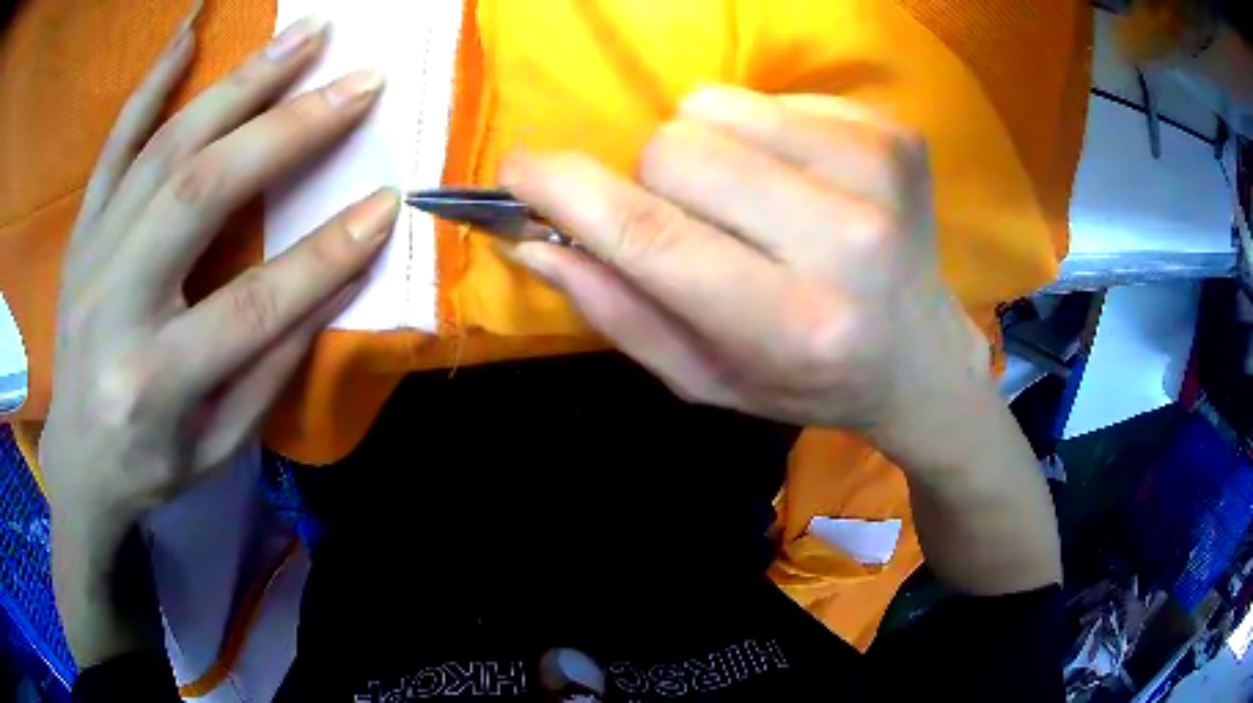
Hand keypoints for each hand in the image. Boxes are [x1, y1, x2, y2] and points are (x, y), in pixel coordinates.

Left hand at [41, 16, 397, 664]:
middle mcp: (115, 306)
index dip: (324, 255)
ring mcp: (91, 257)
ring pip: (164, 151)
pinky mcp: (81, 233)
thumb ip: (269, 367)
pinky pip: (113, 147)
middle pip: (201, 194)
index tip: (387, 204)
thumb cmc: (151, 465)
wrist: (77, 463)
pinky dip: (150, 85)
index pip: (252, 306)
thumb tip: (334, 283)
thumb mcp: (218, 445)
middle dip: (287, 129)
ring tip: (302, 35)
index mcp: (155, 381)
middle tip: (358, 80)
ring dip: (239, 84)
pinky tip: (188, 35)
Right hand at [503, 86, 986, 464]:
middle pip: (675, 149)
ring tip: (757, 200)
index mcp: (791, 323)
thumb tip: (533, 241)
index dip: (566, 191)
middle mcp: (845, 241)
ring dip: (710, 149)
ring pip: (714, 107)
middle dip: (656, 180)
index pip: (650, 234)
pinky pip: (772, 96)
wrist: (919, 354)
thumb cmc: (806, 378)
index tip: (517, 169)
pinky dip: (764, 132)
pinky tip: (803, 183)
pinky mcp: (894, 133)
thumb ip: (617, 311)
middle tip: (695, 220)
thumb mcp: (705, 376)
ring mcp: (878, 173)